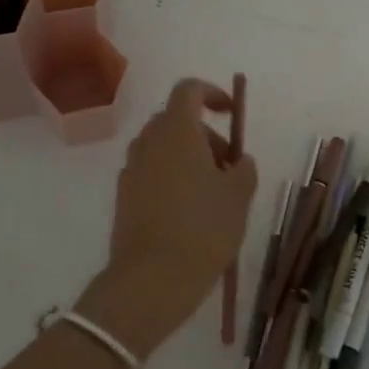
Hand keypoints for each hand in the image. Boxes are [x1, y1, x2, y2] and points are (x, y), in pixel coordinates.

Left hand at [77, 78, 257, 358]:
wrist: (151, 279)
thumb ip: (244, 168)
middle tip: (230, 166)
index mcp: (176, 130)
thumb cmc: (203, 228)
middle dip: (206, 134)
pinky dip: (172, 178)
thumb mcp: (238, 196)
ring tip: (214, 194)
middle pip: (176, 120)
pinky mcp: (124, 196)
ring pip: (163, 148)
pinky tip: (190, 213)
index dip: (212, 93)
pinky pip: (152, 172)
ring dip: (189, 158)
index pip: (189, 89)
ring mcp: (131, 169)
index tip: (231, 114)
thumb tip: (239, 160)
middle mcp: (149, 141)